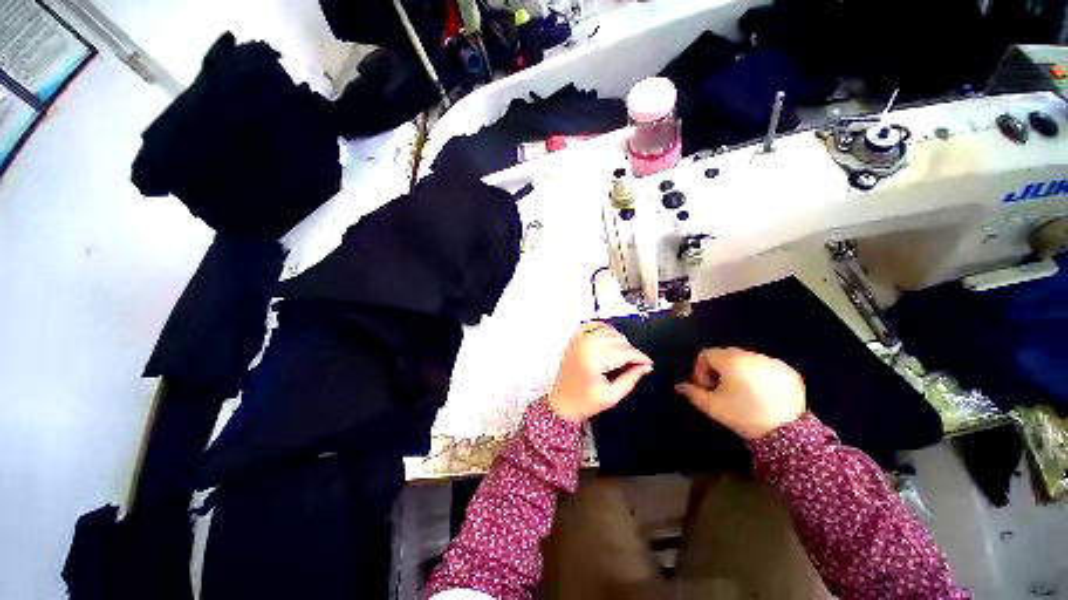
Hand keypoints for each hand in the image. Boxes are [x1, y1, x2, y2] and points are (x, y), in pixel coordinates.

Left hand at [548, 322, 653, 422]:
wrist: (561, 403)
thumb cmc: (585, 402)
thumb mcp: (611, 396)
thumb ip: (630, 379)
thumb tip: (646, 367)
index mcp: (594, 358)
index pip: (624, 352)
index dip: (640, 358)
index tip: (649, 364)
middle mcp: (586, 344)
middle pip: (618, 340)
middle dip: (631, 351)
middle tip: (636, 365)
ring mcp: (579, 340)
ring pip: (609, 331)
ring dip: (620, 341)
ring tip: (624, 356)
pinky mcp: (575, 339)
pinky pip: (593, 325)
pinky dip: (604, 329)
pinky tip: (610, 338)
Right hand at [675, 347, 804, 439]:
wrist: (786, 433)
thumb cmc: (743, 415)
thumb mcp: (712, 406)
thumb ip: (692, 393)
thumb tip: (679, 386)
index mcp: (730, 360)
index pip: (706, 354)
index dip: (700, 370)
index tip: (706, 388)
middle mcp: (751, 355)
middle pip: (725, 355)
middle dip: (718, 370)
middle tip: (721, 390)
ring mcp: (773, 362)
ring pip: (746, 360)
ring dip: (738, 372)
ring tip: (743, 393)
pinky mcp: (789, 371)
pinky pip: (766, 367)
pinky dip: (759, 376)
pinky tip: (762, 394)